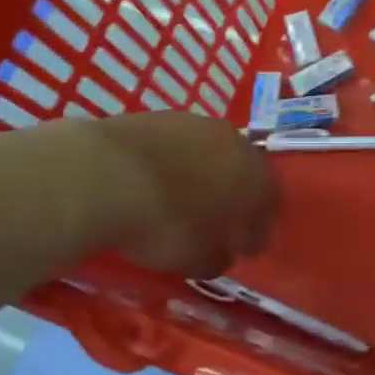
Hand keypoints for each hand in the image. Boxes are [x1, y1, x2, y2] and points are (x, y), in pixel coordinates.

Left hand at [88, 112, 278, 275]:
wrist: (105, 174)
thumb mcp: (197, 258)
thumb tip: (222, 253)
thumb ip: (218, 256)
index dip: (258, 228)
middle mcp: (233, 142)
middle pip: (242, 171)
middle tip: (218, 220)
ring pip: (209, 152)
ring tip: (183, 197)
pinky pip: (175, 145)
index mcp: (255, 177)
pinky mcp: (157, 115)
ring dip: (203, 173)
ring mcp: (194, 122)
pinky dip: (172, 162)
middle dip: (234, 195)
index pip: (269, 204)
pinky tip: (155, 180)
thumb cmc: (165, 224)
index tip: (246, 248)